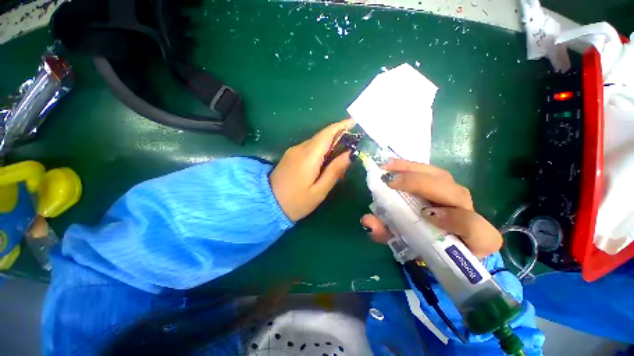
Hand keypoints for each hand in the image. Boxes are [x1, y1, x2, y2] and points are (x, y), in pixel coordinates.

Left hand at [270, 119, 354, 220]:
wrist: (267, 205)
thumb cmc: (296, 202)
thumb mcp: (319, 191)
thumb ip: (334, 171)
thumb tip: (349, 155)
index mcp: (309, 156)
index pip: (327, 134)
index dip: (341, 125)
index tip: (354, 121)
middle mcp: (300, 149)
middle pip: (321, 136)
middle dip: (338, 135)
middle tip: (353, 141)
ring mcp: (293, 151)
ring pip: (315, 142)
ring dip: (329, 143)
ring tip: (342, 152)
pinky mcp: (289, 156)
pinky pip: (308, 148)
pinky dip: (320, 149)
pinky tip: (325, 159)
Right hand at [360, 159, 501, 257]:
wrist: (433, 237)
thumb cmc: (422, 244)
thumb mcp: (403, 244)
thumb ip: (387, 235)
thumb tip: (367, 221)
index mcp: (468, 238)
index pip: (475, 228)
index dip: (455, 219)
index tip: (424, 214)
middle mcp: (466, 212)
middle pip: (455, 193)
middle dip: (422, 185)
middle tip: (390, 182)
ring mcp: (455, 194)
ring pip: (442, 177)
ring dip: (412, 170)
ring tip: (387, 169)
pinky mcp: (442, 183)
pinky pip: (429, 171)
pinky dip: (409, 167)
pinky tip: (392, 166)